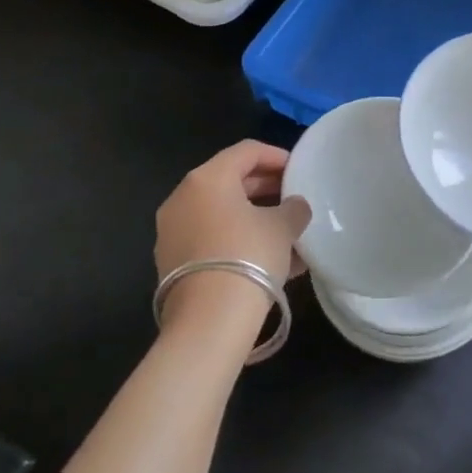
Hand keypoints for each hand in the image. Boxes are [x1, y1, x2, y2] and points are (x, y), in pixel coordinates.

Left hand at [154, 141, 310, 335]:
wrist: (209, 320)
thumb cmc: (249, 256)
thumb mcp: (283, 227)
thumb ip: (293, 208)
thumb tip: (294, 207)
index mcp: (207, 179)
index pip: (246, 151)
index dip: (276, 156)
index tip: (299, 169)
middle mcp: (183, 198)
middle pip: (230, 181)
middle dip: (265, 188)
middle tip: (293, 198)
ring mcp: (172, 232)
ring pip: (221, 214)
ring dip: (254, 218)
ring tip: (287, 234)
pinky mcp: (172, 263)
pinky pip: (212, 240)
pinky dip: (238, 241)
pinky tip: (269, 261)